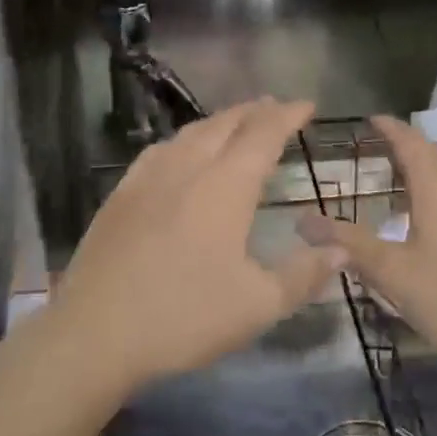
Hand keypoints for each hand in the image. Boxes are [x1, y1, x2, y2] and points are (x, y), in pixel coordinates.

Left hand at [47, 98, 347, 397]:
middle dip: (254, 111)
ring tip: (235, 122)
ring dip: (219, 122)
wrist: (96, 330)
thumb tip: (341, 248)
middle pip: (225, 125)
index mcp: (225, 186)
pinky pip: (159, 150)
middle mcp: (187, 167)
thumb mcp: (257, 305)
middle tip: (274, 106)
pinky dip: (183, 140)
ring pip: (190, 133)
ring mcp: (148, 177)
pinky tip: (180, 152)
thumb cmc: (184, 316)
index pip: (263, 135)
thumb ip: (302, 274)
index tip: (306, 104)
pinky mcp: (121, 194)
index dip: (286, 116)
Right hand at [298, 115, 436, 381]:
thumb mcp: (393, 274)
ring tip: (401, 178)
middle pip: (436, 152)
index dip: (390, 128)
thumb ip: (348, 244)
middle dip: (408, 143)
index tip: (370, 119)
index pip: (411, 143)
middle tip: (379, 147)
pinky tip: (431, 218)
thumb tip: (302, 220)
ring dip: (428, 165)